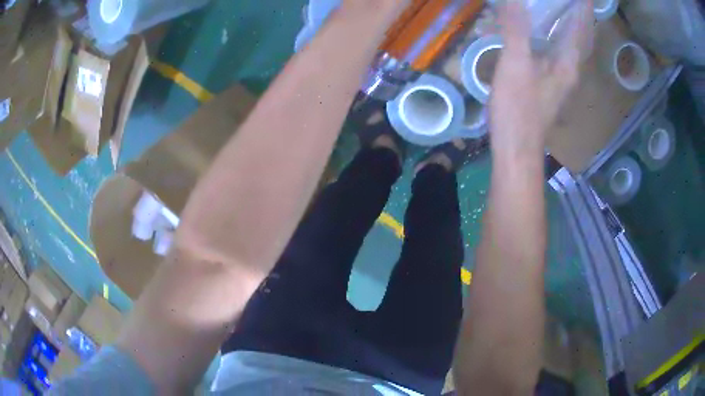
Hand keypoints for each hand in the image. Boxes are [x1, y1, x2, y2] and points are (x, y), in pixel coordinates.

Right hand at [489, 0, 593, 157]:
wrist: (515, 148)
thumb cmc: (518, 109)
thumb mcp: (515, 64)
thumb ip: (517, 29)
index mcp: (567, 62)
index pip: (580, 28)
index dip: (583, 8)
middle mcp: (569, 69)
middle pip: (580, 37)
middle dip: (580, 16)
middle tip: (576, 2)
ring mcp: (559, 78)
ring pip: (570, 45)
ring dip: (569, 26)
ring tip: (564, 9)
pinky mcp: (548, 83)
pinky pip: (557, 52)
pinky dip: (555, 36)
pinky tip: (544, 32)